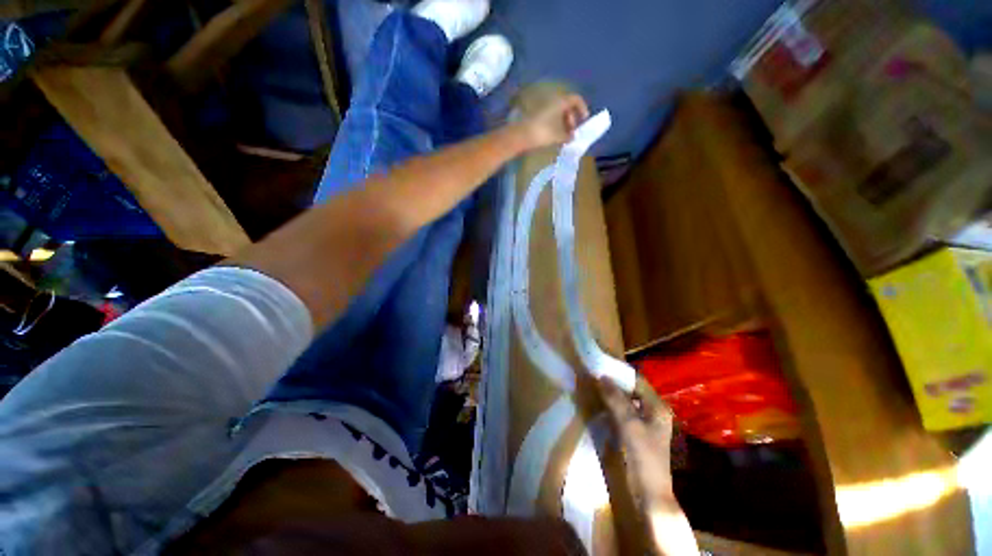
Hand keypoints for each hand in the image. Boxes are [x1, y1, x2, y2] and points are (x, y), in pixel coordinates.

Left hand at [515, 94, 590, 149]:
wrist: (521, 136)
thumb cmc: (543, 133)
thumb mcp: (558, 135)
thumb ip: (567, 136)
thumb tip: (572, 137)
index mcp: (560, 102)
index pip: (576, 99)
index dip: (582, 108)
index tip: (584, 120)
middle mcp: (552, 101)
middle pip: (567, 106)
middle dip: (572, 118)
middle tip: (572, 132)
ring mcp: (543, 108)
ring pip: (558, 112)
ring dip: (563, 123)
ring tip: (563, 137)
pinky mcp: (537, 116)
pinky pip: (551, 117)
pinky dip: (555, 125)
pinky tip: (554, 136)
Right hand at [598, 377, 697, 555]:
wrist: (649, 494)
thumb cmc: (643, 457)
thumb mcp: (629, 425)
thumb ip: (616, 399)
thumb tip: (601, 376)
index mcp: (657, 407)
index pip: (637, 381)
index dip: (619, 372)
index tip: (600, 364)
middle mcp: (652, 411)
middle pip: (631, 390)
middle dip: (613, 383)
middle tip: (593, 375)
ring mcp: (644, 423)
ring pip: (625, 401)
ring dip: (611, 394)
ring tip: (593, 386)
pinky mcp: (635, 433)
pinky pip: (622, 412)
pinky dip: (611, 406)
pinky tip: (599, 405)